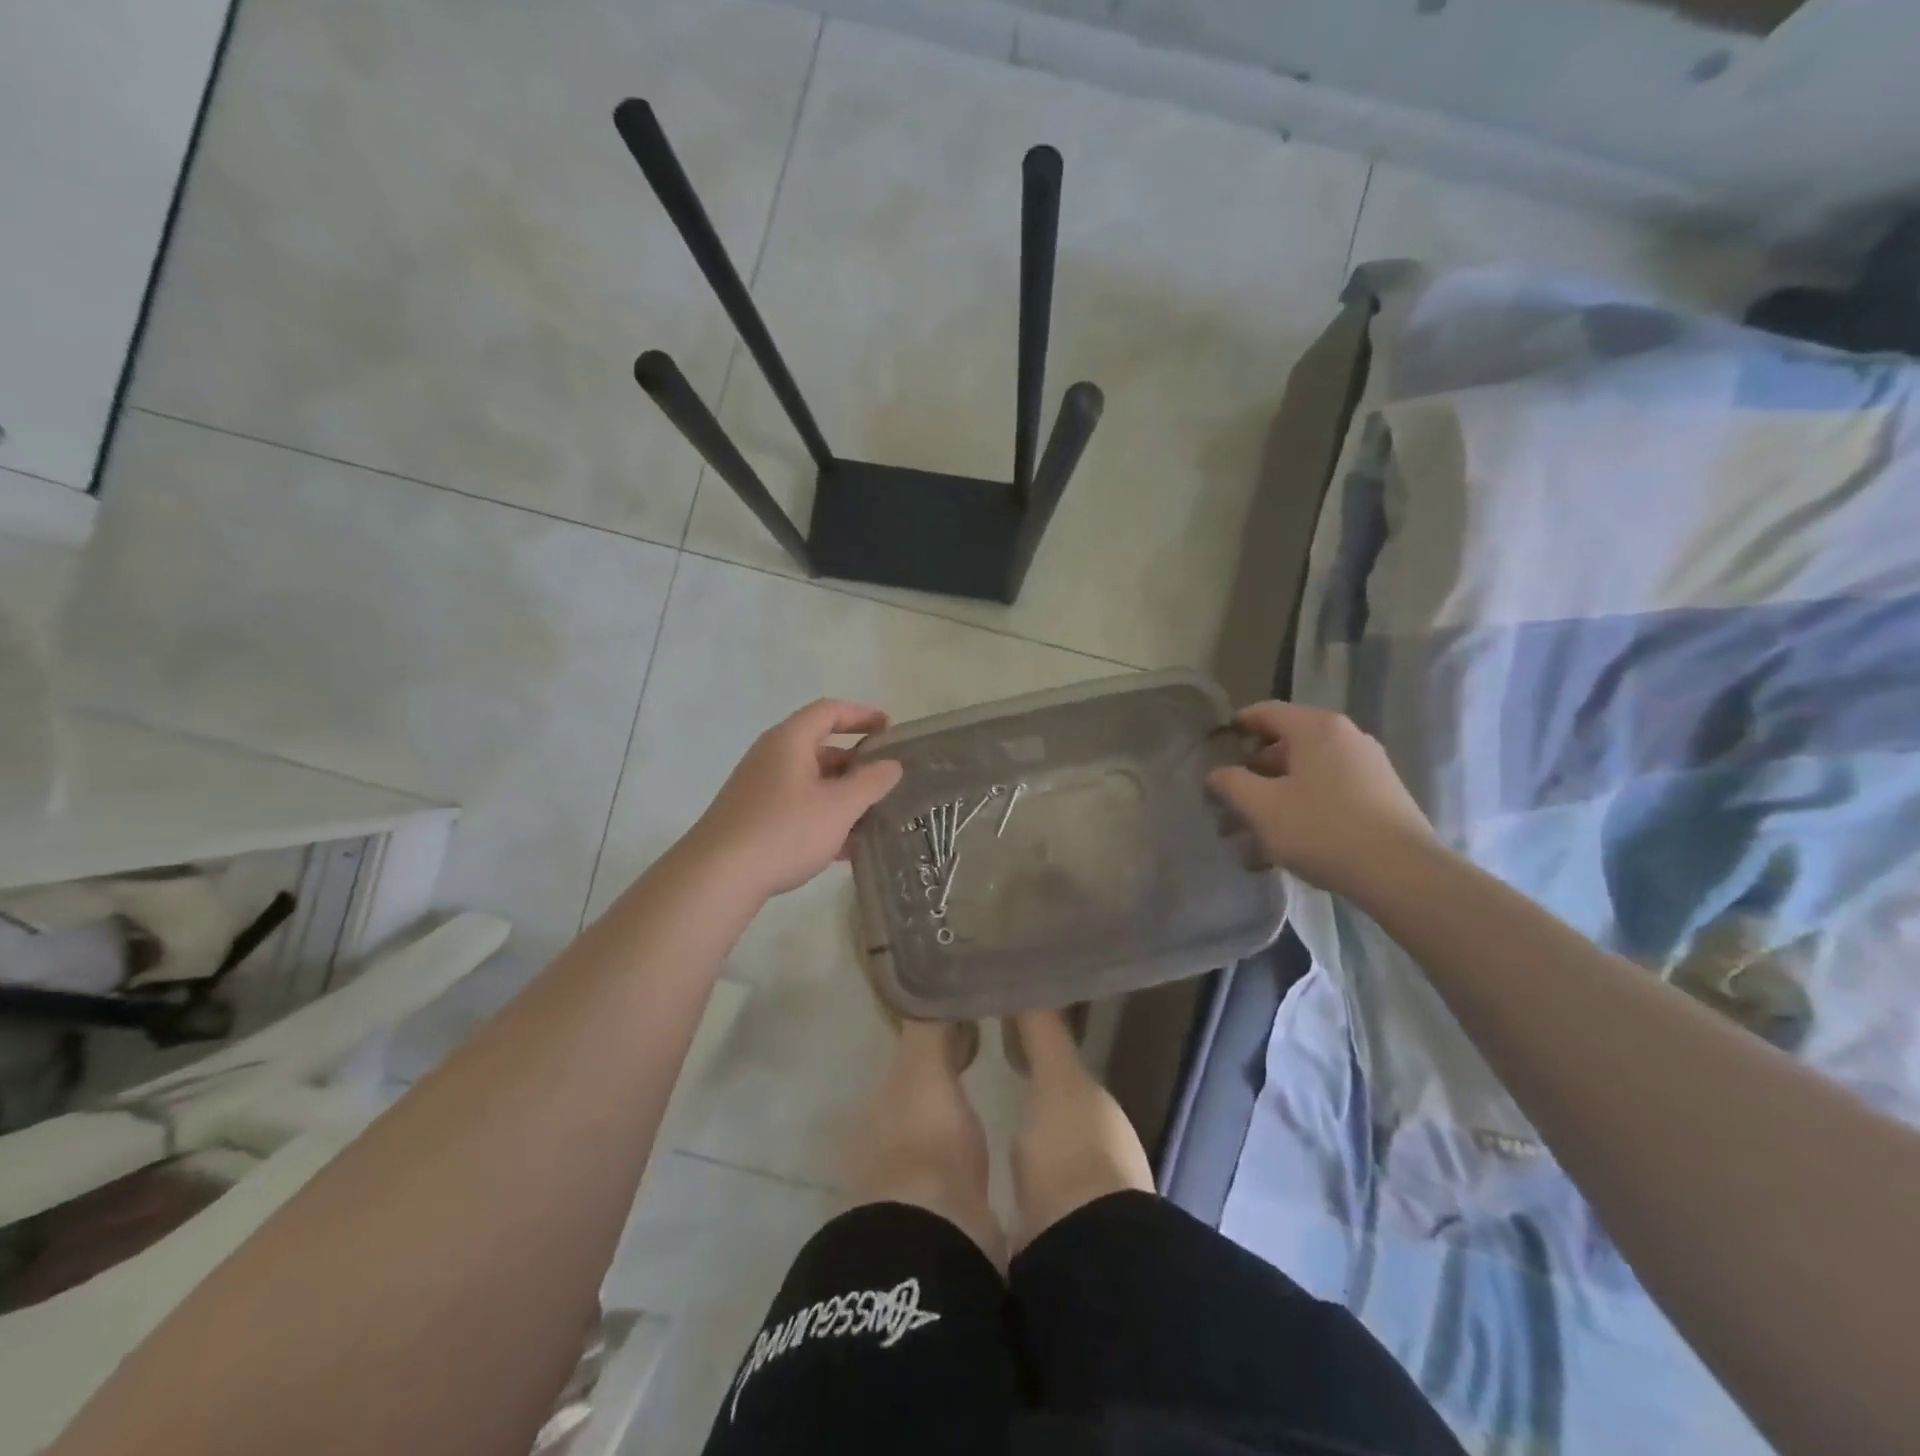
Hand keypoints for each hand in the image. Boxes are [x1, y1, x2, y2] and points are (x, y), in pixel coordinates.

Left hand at [688, 699, 904, 899]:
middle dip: (856, 762)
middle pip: (820, 746)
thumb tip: (892, 765)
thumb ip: (870, 782)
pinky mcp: (753, 818)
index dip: (862, 715)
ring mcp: (759, 788)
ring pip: (810, 781)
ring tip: (873, 815)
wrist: (718, 877)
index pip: (830, 711)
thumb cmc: (784, 830)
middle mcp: (771, 757)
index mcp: (790, 741)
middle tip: (886, 779)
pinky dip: (823, 816)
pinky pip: (797, 807)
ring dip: (842, 794)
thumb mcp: (839, 806)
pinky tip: (846, 848)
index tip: (890, 730)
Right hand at [1206, 702, 1434, 896]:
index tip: (1215, 747)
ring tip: (1252, 830)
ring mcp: (1368, 766)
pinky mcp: (1381, 796)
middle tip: (1229, 799)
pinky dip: (1302, 806)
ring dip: (1275, 795)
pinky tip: (1286, 842)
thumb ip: (1230, 783)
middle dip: (1253, 772)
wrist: (1401, 873)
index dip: (1236, 726)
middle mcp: (1345, 737)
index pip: (1265, 712)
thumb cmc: (1322, 829)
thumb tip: (1217, 774)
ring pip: (1306, 773)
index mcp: (1316, 728)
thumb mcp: (1261, 807)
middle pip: (1286, 745)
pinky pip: (1329, 791)